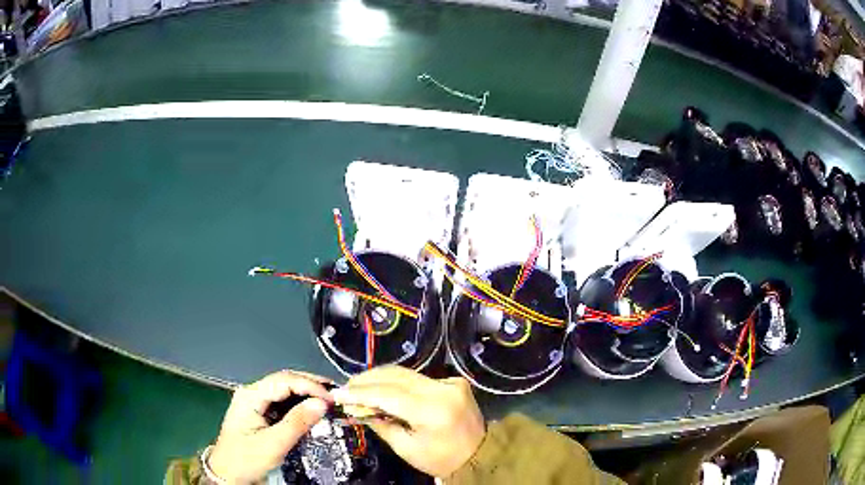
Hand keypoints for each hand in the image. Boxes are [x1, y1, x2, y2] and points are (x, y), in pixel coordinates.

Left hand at [208, 370, 332, 482]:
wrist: (227, 473)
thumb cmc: (246, 459)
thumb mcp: (273, 444)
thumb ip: (297, 423)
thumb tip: (322, 403)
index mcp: (251, 396)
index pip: (284, 380)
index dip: (310, 385)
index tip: (332, 398)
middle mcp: (252, 393)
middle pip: (284, 380)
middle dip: (310, 385)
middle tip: (336, 394)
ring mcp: (255, 402)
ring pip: (284, 390)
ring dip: (306, 393)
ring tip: (329, 400)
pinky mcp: (259, 412)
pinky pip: (282, 402)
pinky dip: (299, 404)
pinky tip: (312, 409)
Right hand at [331, 366, 484, 477]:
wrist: (481, 455)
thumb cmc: (441, 459)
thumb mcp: (406, 448)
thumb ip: (381, 424)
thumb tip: (357, 407)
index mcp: (432, 409)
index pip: (387, 394)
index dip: (359, 392)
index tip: (338, 393)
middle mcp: (443, 389)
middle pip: (395, 377)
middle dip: (367, 380)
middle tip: (345, 387)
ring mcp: (451, 382)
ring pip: (406, 373)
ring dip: (379, 378)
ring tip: (358, 386)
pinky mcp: (454, 381)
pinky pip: (418, 377)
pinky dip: (397, 381)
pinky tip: (382, 387)